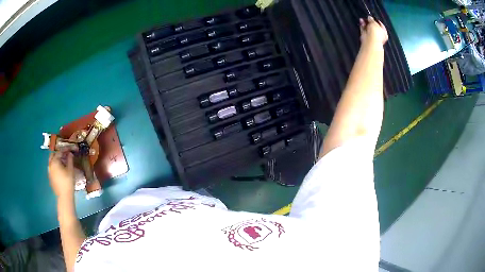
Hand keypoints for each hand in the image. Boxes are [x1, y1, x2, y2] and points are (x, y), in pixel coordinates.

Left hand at [48, 150, 74, 198]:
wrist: (64, 196)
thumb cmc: (68, 182)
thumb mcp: (70, 170)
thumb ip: (70, 160)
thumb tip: (70, 154)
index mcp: (55, 161)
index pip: (59, 152)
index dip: (65, 150)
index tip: (70, 149)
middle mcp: (50, 165)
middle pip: (53, 155)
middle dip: (58, 154)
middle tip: (64, 155)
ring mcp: (49, 171)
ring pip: (51, 162)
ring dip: (56, 160)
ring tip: (62, 162)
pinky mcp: (50, 177)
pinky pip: (52, 168)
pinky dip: (55, 166)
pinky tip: (60, 170)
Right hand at [360, 16, 387, 45]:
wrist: (370, 40)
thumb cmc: (375, 32)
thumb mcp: (374, 23)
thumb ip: (372, 19)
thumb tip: (369, 17)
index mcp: (384, 32)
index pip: (381, 25)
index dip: (376, 20)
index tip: (373, 17)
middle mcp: (379, 35)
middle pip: (374, 26)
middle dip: (369, 22)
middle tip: (367, 18)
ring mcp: (372, 36)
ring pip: (368, 28)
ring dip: (365, 23)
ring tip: (362, 19)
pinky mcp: (366, 36)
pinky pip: (364, 29)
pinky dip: (362, 26)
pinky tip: (361, 22)